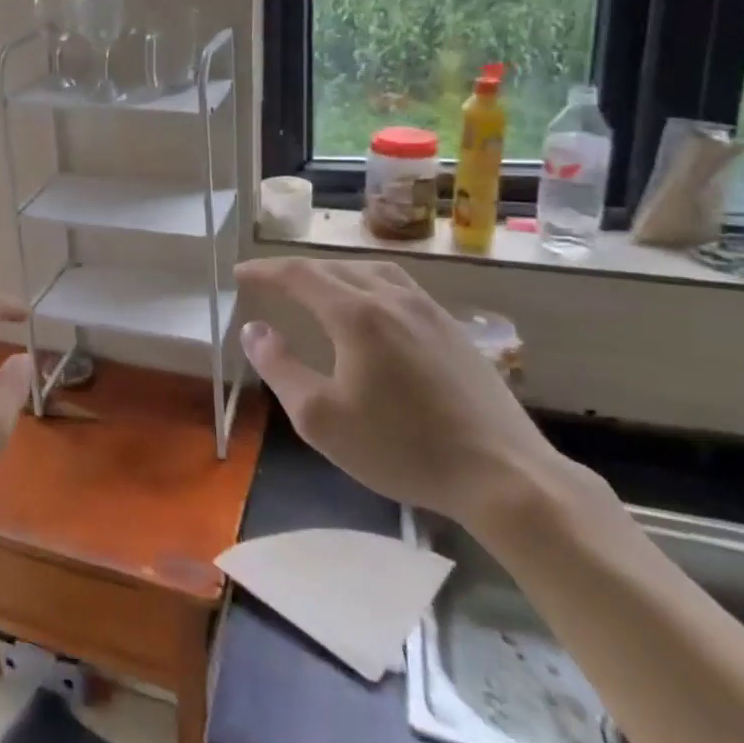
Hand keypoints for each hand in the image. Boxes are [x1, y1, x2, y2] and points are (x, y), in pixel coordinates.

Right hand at [234, 258, 564, 529]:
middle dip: (294, 270)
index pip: (298, 275)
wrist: (504, 475)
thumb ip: (279, 367)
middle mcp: (391, 298)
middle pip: (333, 267)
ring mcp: (428, 310)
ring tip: (314, 286)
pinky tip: (370, 308)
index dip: (264, 271)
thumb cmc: (402, 448)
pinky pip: (398, 286)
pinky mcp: (453, 329)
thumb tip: (253, 329)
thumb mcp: (320, 418)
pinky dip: (367, 283)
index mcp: (356, 314)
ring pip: (370, 270)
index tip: (240, 274)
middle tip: (268, 281)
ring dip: (333, 272)